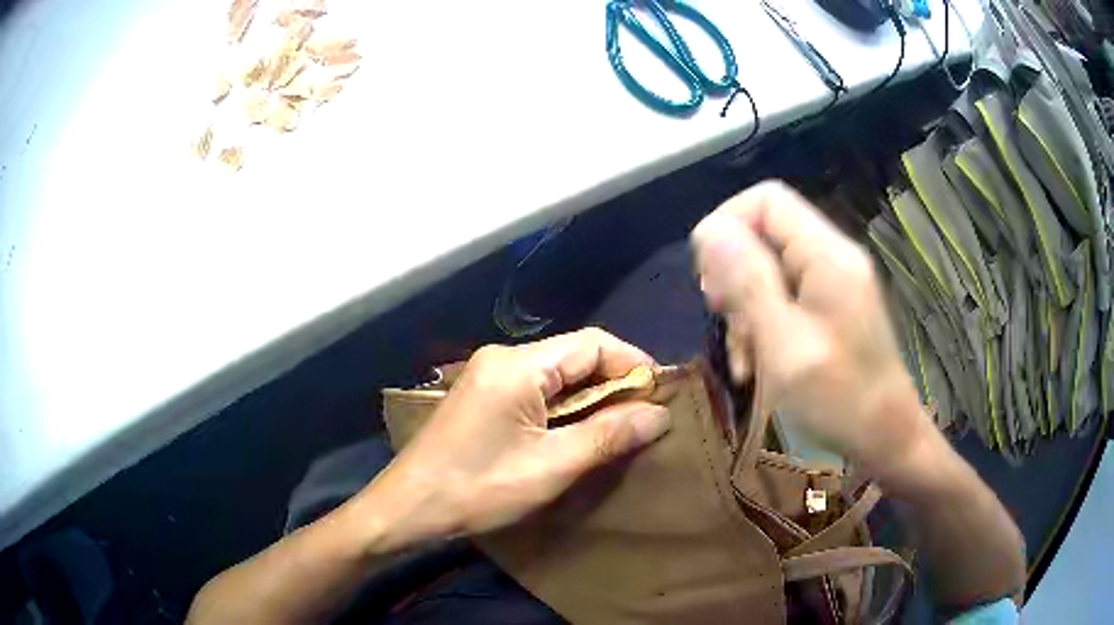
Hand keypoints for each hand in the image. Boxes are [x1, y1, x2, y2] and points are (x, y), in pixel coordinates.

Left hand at [361, 328, 671, 541]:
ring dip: (592, 397)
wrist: (408, 507)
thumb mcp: (550, 467)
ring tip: (623, 428)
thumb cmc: (478, 488)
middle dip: (615, 382)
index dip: (633, 364)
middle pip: (575, 355)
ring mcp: (489, 375)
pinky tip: (581, 432)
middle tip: (647, 417)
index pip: (593, 343)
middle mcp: (503, 358)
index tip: (662, 395)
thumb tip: (659, 414)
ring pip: (557, 374)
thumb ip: (607, 435)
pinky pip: (537, 390)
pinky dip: (566, 407)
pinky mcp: (484, 396)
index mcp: (518, 365)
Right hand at [691, 181, 929, 472]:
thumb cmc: (839, 400)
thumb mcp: (784, 345)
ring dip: (746, 310)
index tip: (709, 278)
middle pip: (766, 234)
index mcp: (827, 255)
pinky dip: (764, 326)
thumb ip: (748, 282)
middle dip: (735, 276)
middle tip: (724, 321)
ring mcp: (835, 284)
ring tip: (743, 360)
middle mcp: (833, 257)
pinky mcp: (833, 309)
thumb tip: (709, 227)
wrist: (886, 441)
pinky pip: (786, 298)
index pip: (766, 200)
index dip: (728, 225)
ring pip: (771, 270)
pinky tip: (757, 366)